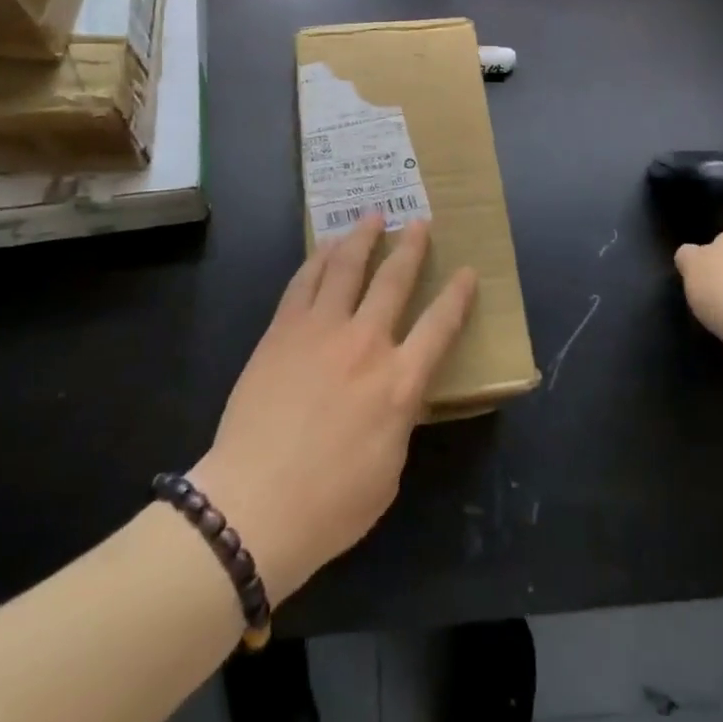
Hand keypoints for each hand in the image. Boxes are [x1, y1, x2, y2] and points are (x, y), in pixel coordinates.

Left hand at [190, 216, 476, 606]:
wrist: (254, 502)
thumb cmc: (330, 504)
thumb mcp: (388, 469)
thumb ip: (398, 418)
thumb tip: (396, 392)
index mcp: (399, 383)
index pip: (440, 326)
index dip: (458, 296)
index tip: (468, 271)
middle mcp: (365, 343)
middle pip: (394, 281)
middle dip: (411, 247)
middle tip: (419, 222)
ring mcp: (321, 330)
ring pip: (347, 267)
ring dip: (363, 237)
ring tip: (372, 216)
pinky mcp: (283, 329)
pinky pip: (305, 281)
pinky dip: (320, 258)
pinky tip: (326, 247)